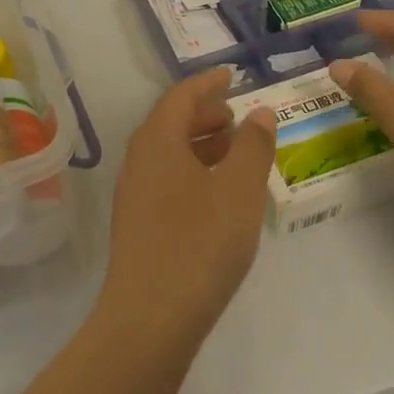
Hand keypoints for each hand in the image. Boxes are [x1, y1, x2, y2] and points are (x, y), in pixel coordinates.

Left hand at [98, 65, 276, 350]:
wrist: (149, 318)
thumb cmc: (199, 244)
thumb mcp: (239, 190)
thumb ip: (252, 146)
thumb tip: (259, 112)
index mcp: (158, 141)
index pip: (181, 96)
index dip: (207, 83)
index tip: (231, 75)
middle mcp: (139, 159)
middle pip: (171, 121)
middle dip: (204, 113)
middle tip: (237, 115)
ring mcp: (134, 193)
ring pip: (168, 152)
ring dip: (200, 143)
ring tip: (234, 150)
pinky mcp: (137, 223)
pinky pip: (166, 178)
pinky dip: (192, 170)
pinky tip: (216, 193)